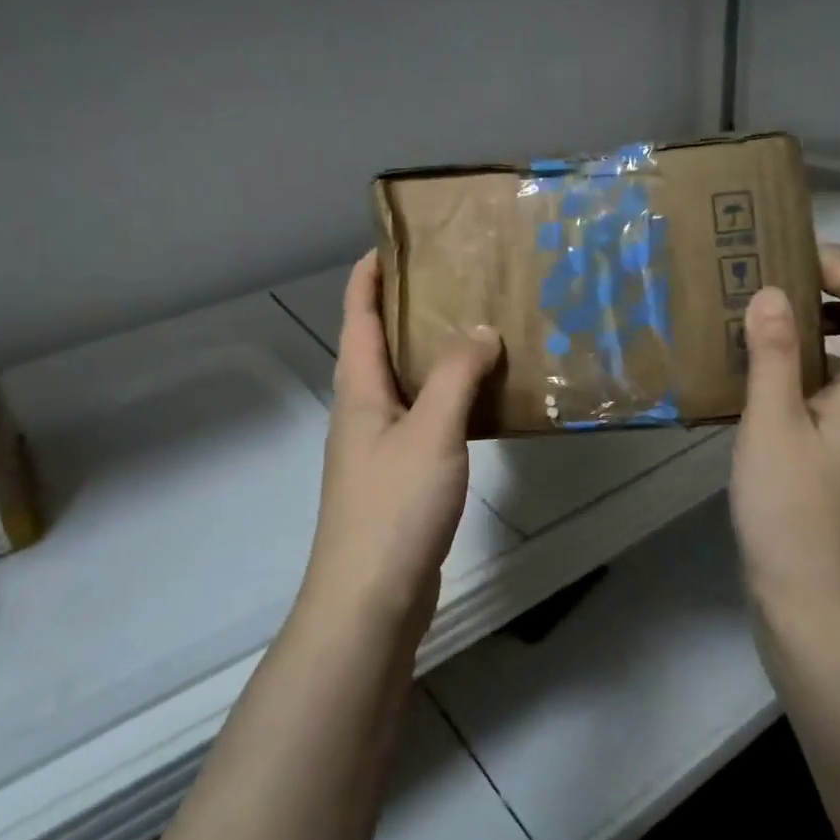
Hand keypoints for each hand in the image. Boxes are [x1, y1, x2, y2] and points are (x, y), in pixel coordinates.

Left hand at [301, 252, 501, 634]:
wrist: (369, 598)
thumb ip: (456, 376)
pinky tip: (481, 400)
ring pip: (404, 383)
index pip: (358, 314)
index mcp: (358, 388)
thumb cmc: (394, 505)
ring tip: (477, 330)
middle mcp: (361, 409)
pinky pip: (423, 419)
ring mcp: (377, 445)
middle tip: (456, 280)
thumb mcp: (431, 431)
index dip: (370, 274)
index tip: (396, 241)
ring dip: (433, 354)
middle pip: (379, 344)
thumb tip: (481, 330)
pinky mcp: (398, 475)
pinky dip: (447, 398)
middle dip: (409, 308)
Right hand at [729, 245, 839, 628]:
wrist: (808, 589)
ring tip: (764, 314)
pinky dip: (807, 355)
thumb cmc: (790, 507)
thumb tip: (772, 292)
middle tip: (773, 280)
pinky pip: (836, 377)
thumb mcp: (771, 424)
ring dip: (819, 320)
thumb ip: (773, 354)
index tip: (793, 263)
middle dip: (834, 286)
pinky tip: (761, 367)